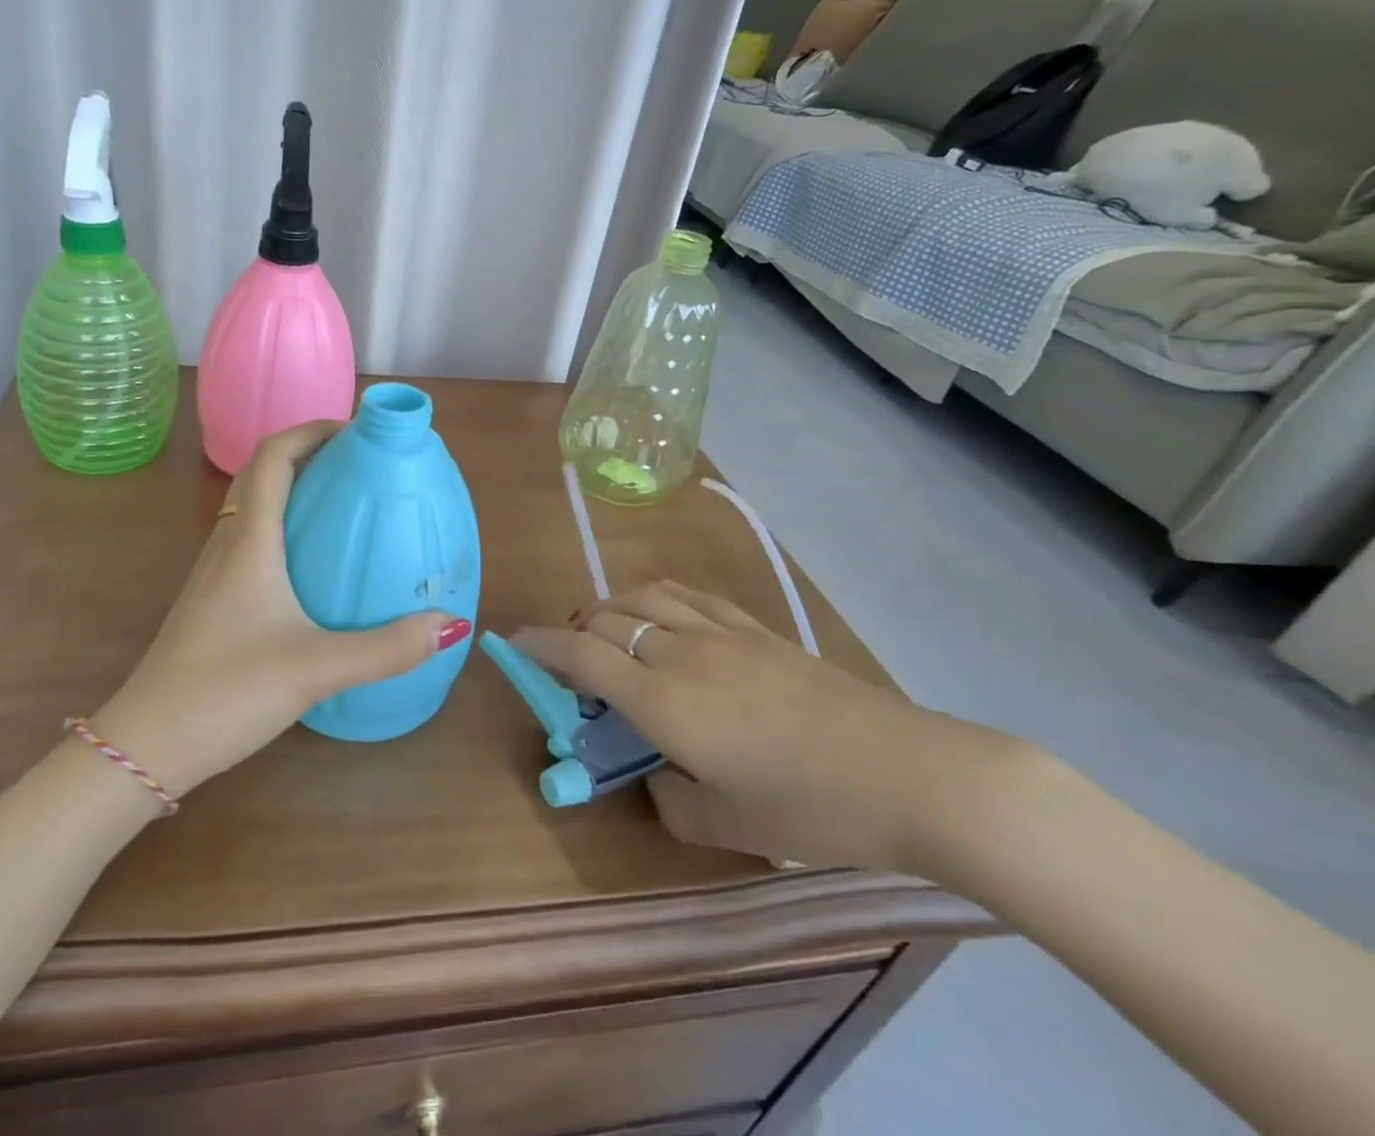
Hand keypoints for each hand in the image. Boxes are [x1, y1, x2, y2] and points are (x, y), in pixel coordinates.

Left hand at [89, 422, 470, 798]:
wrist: (146, 745)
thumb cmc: (227, 691)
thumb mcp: (316, 668)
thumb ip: (386, 648)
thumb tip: (450, 623)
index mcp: (249, 541)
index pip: (273, 456)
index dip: (311, 430)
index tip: (355, 432)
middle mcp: (227, 544)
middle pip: (261, 474)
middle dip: (308, 456)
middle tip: (358, 466)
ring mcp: (213, 573)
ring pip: (252, 508)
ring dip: (292, 491)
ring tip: (341, 507)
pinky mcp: (211, 600)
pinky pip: (248, 541)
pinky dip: (281, 529)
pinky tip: (310, 567)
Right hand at [510, 580, 1019, 871]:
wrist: (909, 773)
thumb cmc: (813, 809)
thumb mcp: (729, 825)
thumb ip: (672, 802)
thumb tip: (655, 778)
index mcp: (665, 702)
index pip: (583, 656)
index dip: (540, 644)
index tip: (512, 641)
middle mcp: (682, 654)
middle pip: (606, 618)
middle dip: (573, 630)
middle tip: (570, 660)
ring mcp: (721, 633)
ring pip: (643, 596)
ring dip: (612, 607)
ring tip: (610, 631)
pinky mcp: (756, 628)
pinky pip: (689, 595)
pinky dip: (657, 597)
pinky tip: (662, 613)